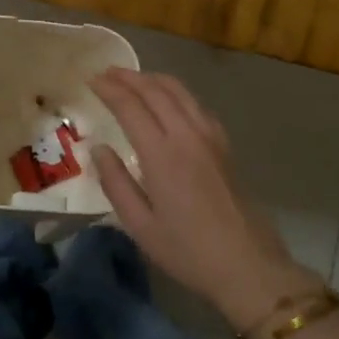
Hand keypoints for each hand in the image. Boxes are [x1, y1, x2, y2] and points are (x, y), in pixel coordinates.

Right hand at [88, 69, 320, 331]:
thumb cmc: (188, 251)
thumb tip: (98, 149)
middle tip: (106, 73)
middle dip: (128, 77)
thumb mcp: (140, 226)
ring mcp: (210, 137)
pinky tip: (169, 101)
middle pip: (156, 90)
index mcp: (162, 154)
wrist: (248, 265)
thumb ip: (116, 183)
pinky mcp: (224, 145)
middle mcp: (187, 135)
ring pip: (180, 91)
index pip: (130, 106)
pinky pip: (196, 104)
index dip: (109, 89)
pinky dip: (176, 92)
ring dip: (153, 79)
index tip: (90, 79)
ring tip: (133, 79)